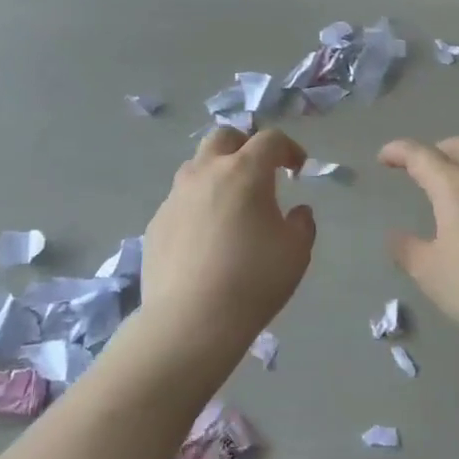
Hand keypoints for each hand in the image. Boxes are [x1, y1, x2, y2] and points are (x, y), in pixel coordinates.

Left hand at [140, 127, 315, 362]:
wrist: (190, 321)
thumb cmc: (253, 280)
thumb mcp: (296, 252)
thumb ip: (301, 224)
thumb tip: (297, 212)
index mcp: (244, 171)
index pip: (269, 139)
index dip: (288, 148)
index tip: (297, 168)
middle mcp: (206, 172)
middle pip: (224, 137)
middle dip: (244, 145)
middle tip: (259, 171)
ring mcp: (176, 196)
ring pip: (196, 166)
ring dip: (217, 173)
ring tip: (230, 204)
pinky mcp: (157, 222)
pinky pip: (180, 200)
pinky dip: (197, 205)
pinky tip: (205, 237)